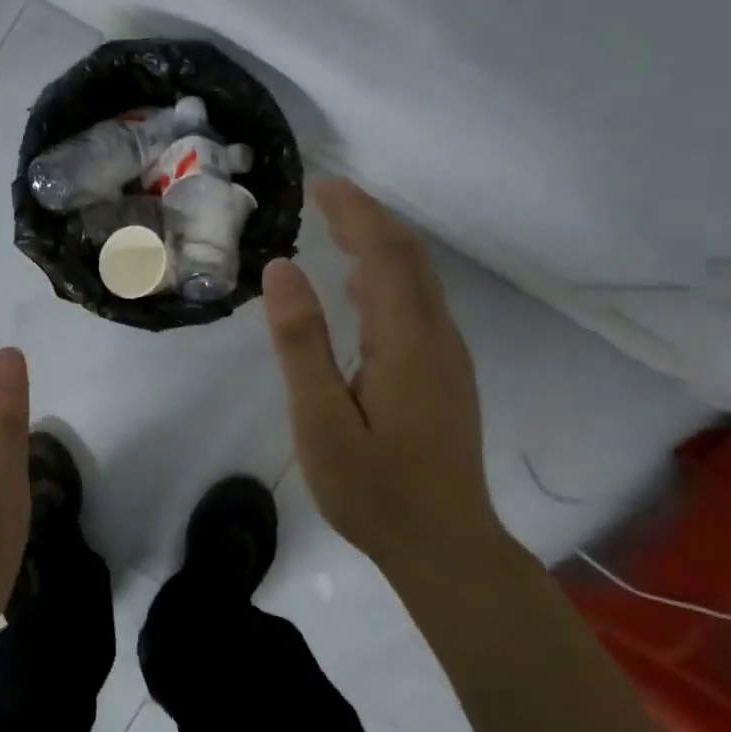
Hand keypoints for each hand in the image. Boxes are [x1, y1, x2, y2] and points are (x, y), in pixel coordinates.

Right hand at [262, 178, 504, 569]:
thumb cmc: (374, 489)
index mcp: (406, 339)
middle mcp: (437, 336)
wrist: (445, 546)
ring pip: (418, 279)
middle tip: (326, 197)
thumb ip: (301, 342)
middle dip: (369, 218)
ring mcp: (448, 356)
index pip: (383, 252)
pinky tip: (360, 289)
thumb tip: (283, 268)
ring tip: (337, 229)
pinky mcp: (446, 374)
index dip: (355, 212)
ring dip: (381, 244)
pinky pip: (419, 304)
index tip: (320, 185)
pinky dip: (389, 276)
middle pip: (409, 256)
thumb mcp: (320, 419)